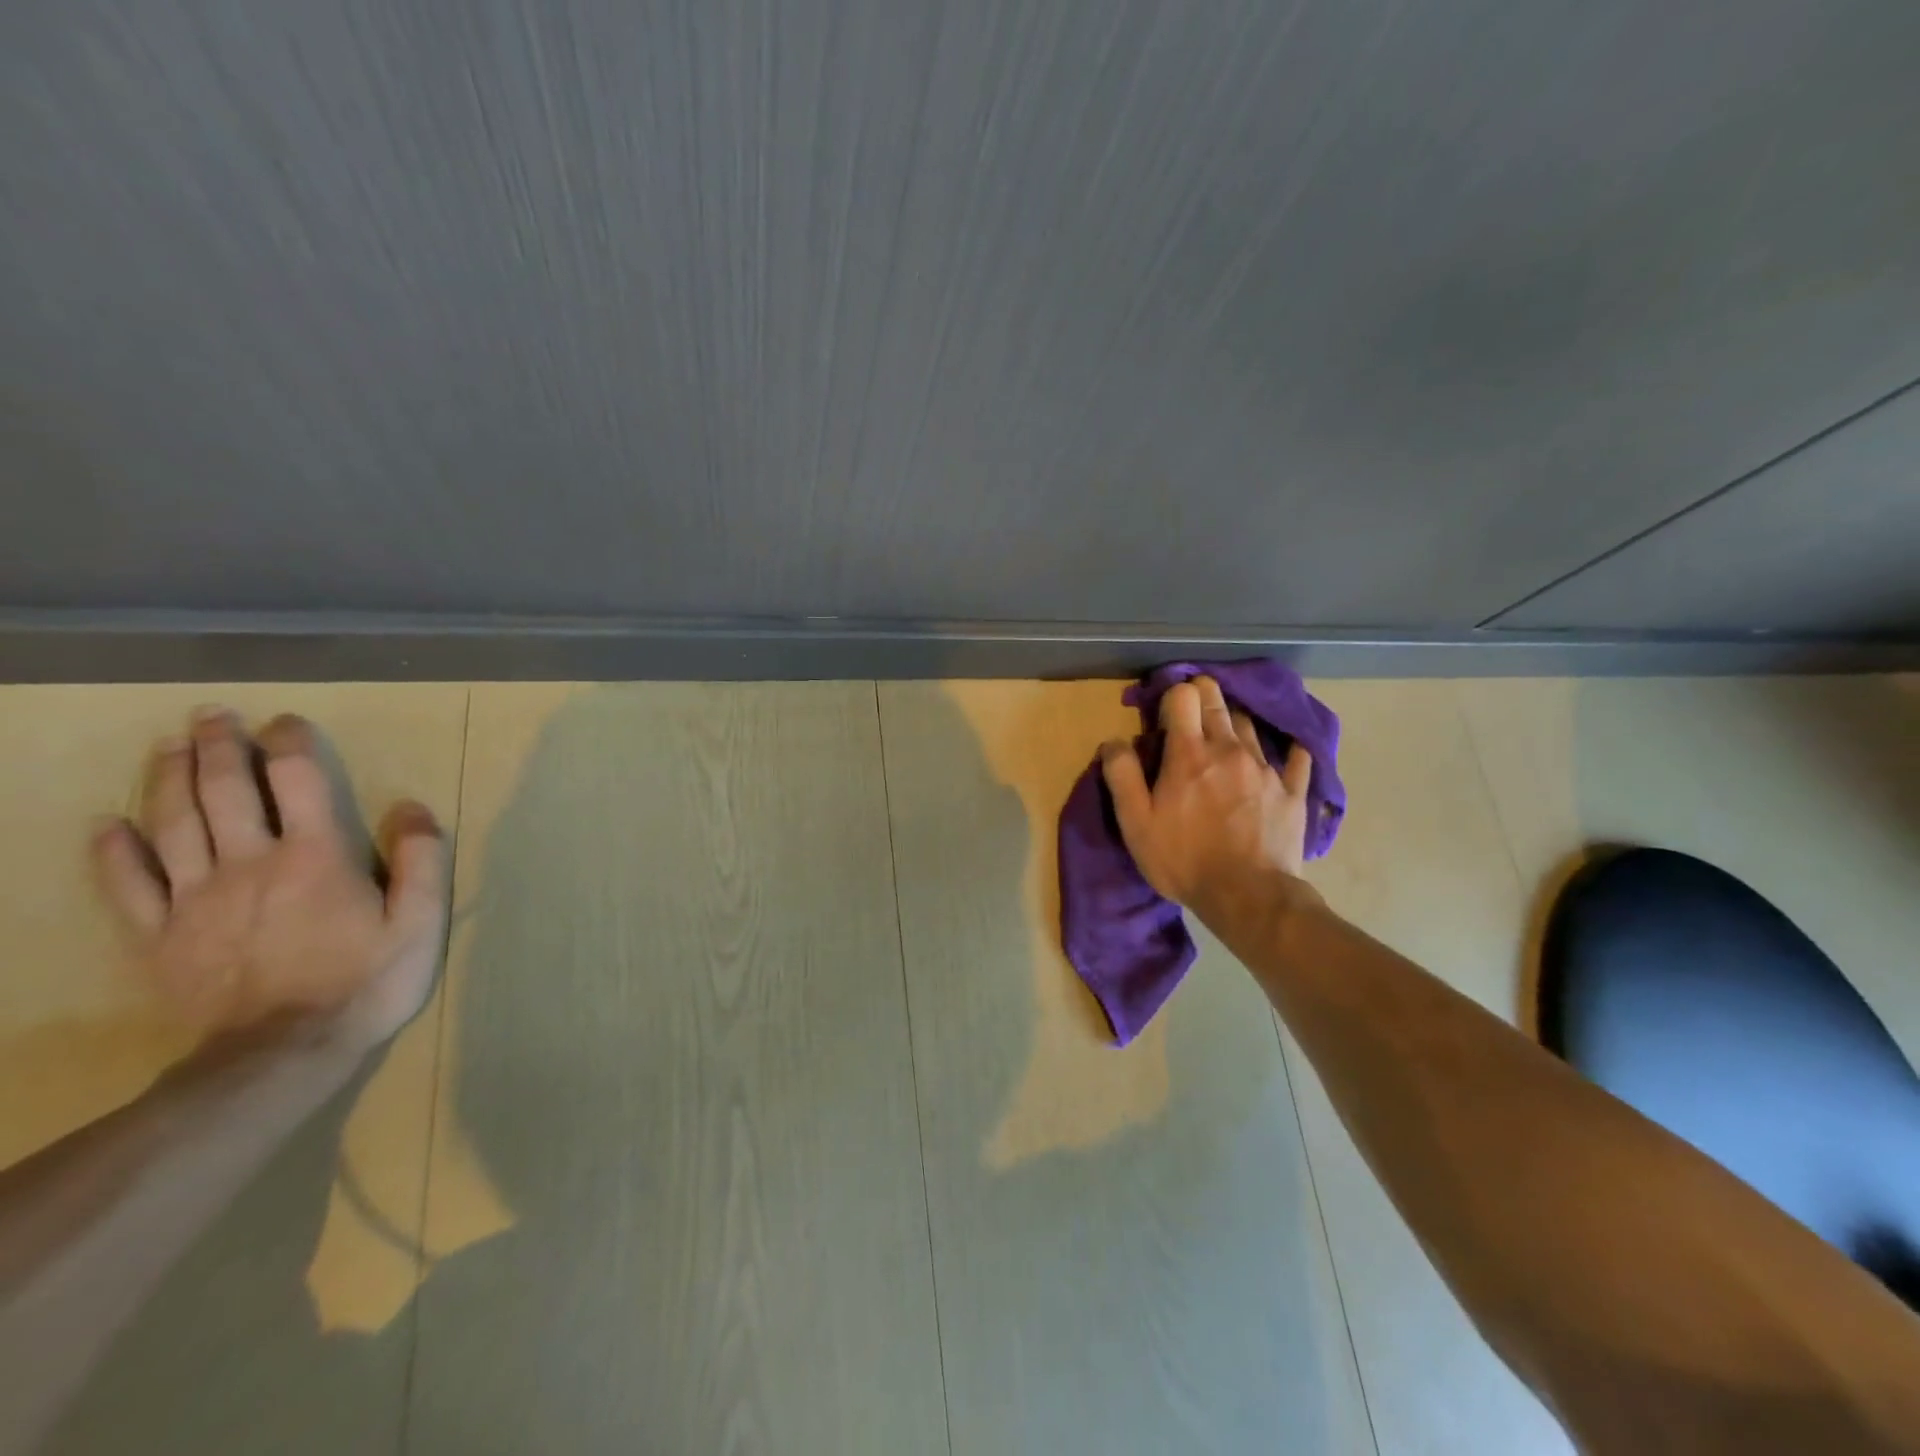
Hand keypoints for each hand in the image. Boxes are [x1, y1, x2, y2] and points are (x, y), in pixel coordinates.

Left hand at [90, 707, 449, 1051]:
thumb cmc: (366, 981)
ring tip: (169, 747)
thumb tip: (411, 806)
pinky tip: (109, 825)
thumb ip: (421, 860)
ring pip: (173, 824)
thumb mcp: (420, 921)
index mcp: (315, 856)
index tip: (286, 723)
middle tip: (212, 716)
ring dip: (168, 779)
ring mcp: (197, 899)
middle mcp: (250, 863)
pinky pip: (129, 886)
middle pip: (224, 791)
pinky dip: (114, 851)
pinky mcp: (161, 936)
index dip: (289, 744)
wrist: (285, 1052)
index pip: (297, 781)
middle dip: (218, 747)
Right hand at [1101, 676, 1317, 928]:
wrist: (1249, 897)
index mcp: (1189, 753)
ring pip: (1249, 725)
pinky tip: (1287, 751)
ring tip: (1225, 738)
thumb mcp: (1136, 823)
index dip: (1172, 696)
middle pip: (1217, 700)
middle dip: (1202, 694)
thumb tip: (1114, 741)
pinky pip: (1297, 756)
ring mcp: (1266, 768)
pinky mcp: (1293, 791)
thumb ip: (1122, 776)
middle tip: (1191, 711)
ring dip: (1233, 723)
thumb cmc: (1184, 859)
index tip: (1164, 714)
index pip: (1184, 696)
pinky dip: (1288, 748)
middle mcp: (1230, 749)